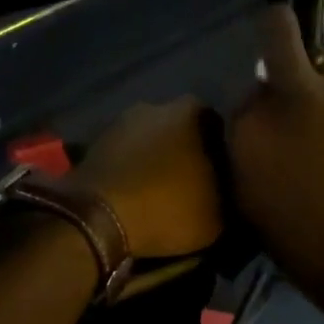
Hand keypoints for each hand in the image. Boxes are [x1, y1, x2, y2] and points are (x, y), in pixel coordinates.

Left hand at [72, 97, 225, 259]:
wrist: (97, 218)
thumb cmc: (166, 208)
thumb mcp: (217, 216)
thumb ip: (228, 195)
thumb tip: (227, 191)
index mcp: (194, 112)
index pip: (221, 125)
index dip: (224, 152)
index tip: (224, 175)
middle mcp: (157, 105)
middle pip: (182, 128)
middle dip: (187, 150)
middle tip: (194, 182)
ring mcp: (122, 121)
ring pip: (150, 138)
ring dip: (156, 158)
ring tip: (162, 189)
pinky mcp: (95, 141)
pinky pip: (125, 153)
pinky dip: (132, 167)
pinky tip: (136, 191)